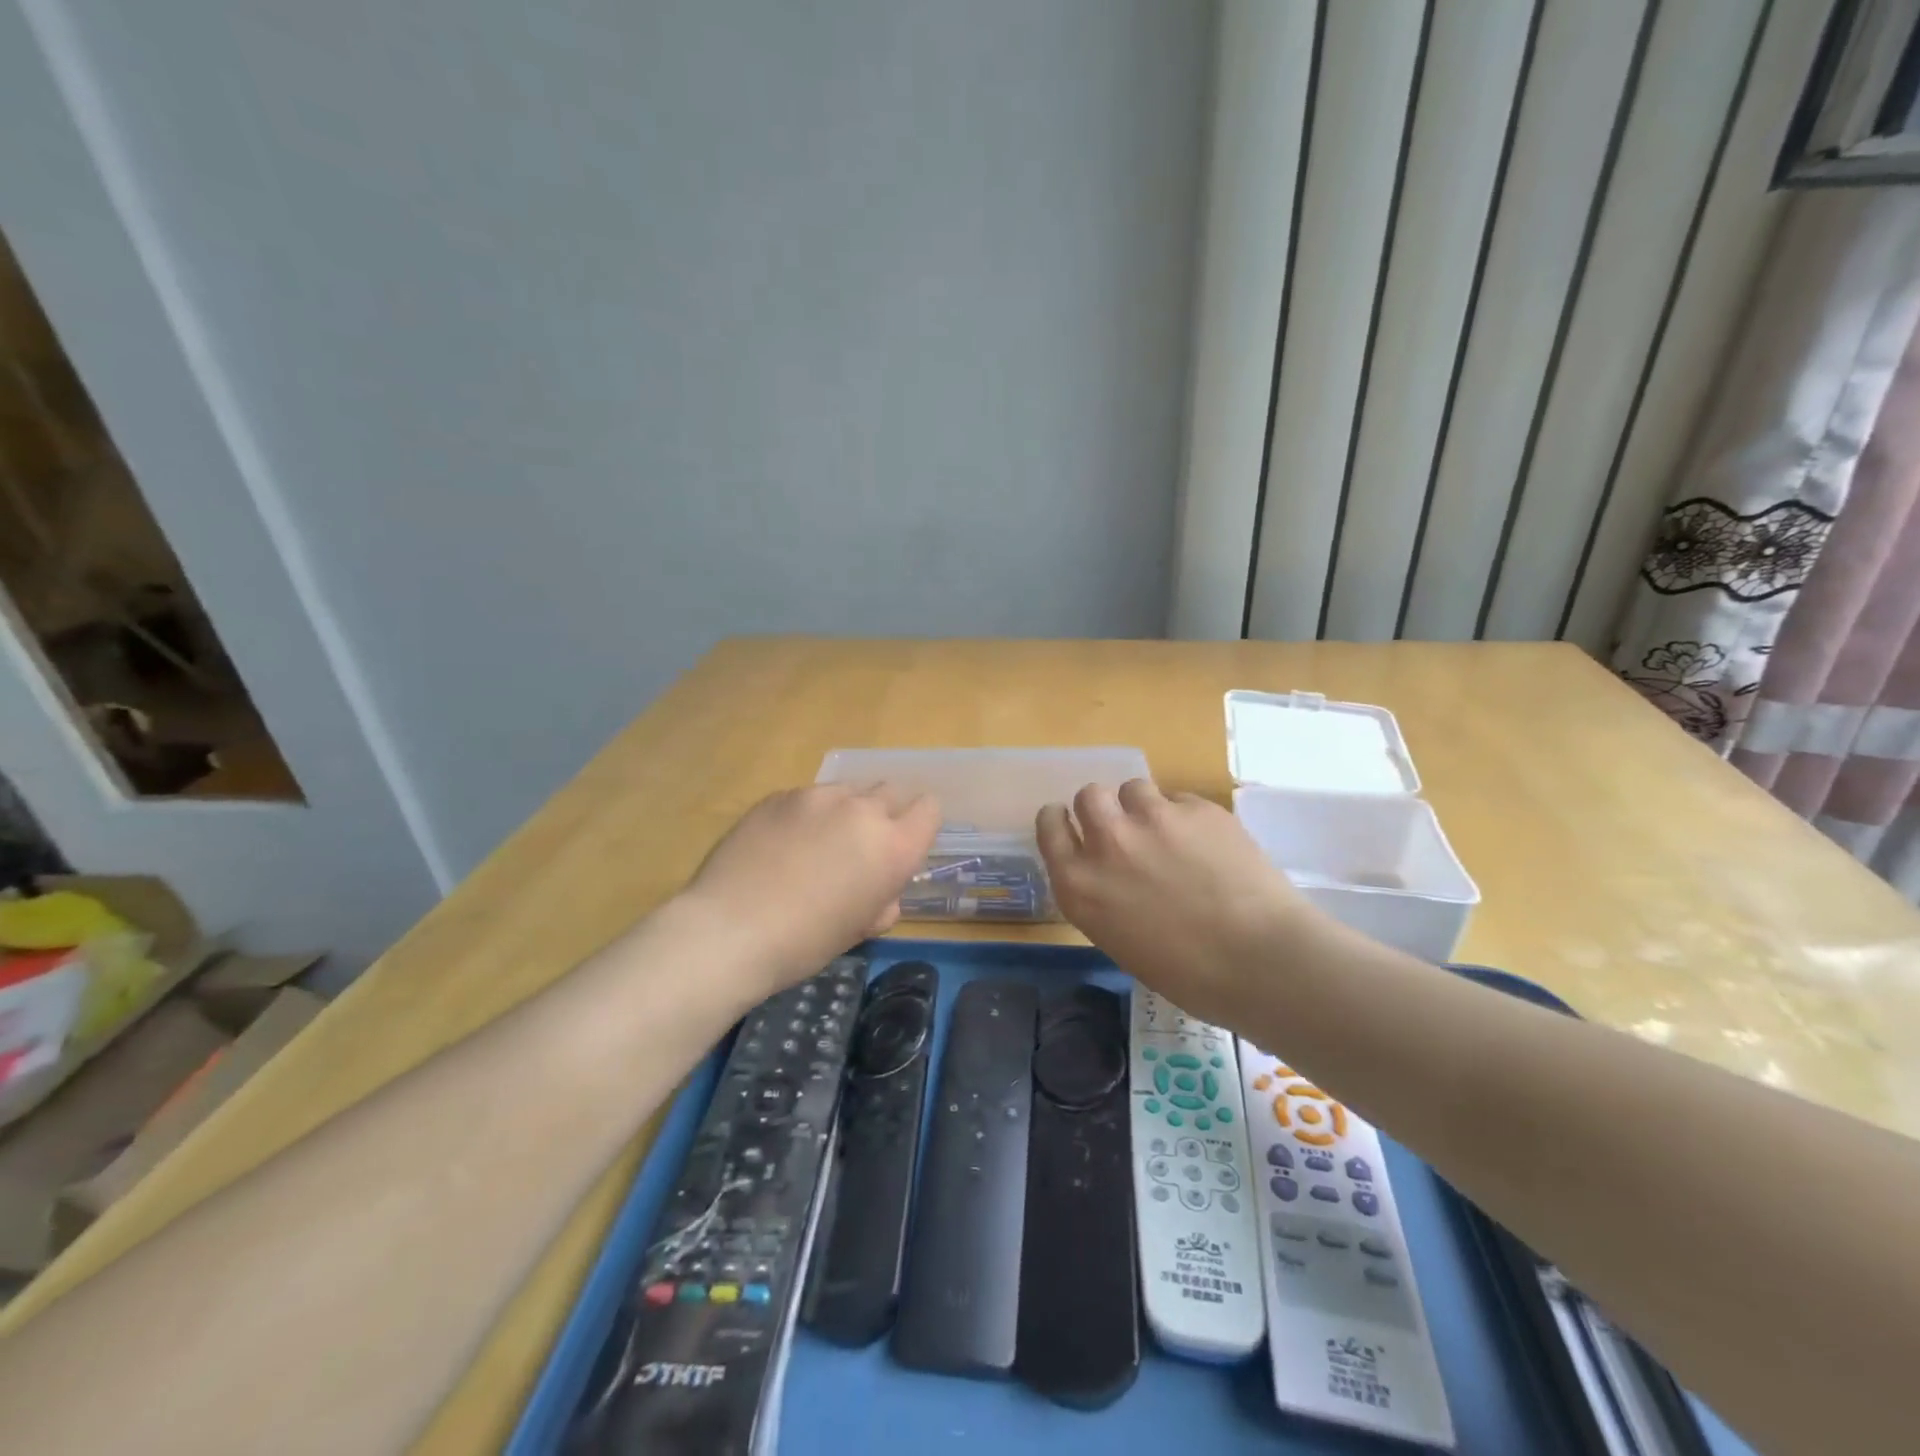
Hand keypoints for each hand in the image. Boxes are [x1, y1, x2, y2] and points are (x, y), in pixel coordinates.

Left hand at [680, 784, 940, 994]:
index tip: (904, 845)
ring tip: (817, 844)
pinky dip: (807, 814)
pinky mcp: (780, 795)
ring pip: (848, 791)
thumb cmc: (805, 943)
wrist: (729, 930)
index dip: (920, 825)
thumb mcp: (859, 930)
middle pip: (891, 792)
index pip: (929, 809)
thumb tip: (880, 891)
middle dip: (885, 814)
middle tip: (860, 846)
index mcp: (893, 847)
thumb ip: (882, 901)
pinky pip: (809, 797)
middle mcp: (862, 810)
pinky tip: (781, 844)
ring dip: (845, 811)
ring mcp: (818, 797)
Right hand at [1037, 779, 1317, 1029]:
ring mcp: (1153, 819)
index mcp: (1079, 884)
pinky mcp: (1197, 808)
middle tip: (1126, 830)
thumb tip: (1112, 875)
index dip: (1062, 821)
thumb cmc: (1187, 975)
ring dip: (1145, 807)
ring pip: (1134, 787)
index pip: (1049, 824)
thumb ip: (1102, 895)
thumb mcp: (1119, 939)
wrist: (1261, 963)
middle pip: (1089, 795)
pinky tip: (1210, 845)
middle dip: (1104, 808)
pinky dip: (1187, 817)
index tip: (1075, 827)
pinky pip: (1180, 799)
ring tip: (1171, 834)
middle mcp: (1107, 842)